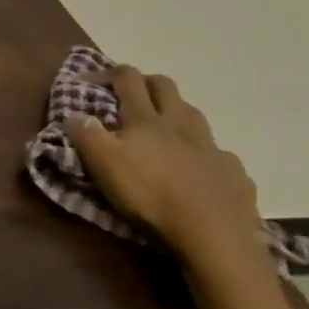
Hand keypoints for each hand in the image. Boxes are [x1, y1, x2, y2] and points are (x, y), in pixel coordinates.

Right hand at [64, 65, 262, 265]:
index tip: (89, 79)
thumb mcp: (103, 163)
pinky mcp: (234, 173)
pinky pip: (219, 154)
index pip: (128, 79)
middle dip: (147, 83)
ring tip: (166, 128)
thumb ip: (85, 134)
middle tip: (131, 94)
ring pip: (195, 115)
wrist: (214, 235)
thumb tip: (74, 113)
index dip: (108, 72)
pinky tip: (200, 170)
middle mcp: (181, 124)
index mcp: (146, 118)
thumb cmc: (150, 194)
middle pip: (165, 87)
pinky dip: (205, 154)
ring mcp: (212, 147)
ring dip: (178, 113)